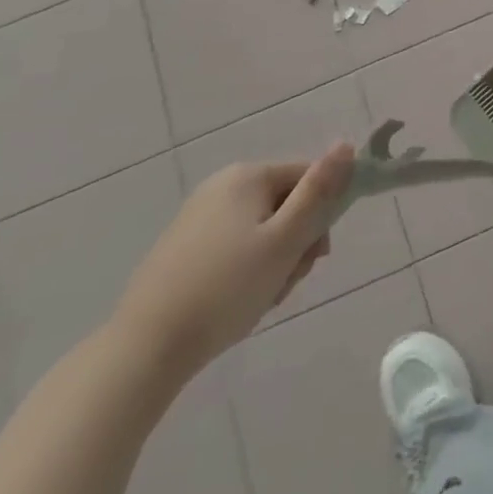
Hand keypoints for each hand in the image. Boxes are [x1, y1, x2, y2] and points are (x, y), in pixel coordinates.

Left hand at [112, 142, 355, 382]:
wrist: (145, 349)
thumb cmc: (227, 289)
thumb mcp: (285, 240)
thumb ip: (320, 191)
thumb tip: (347, 145)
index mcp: (248, 176)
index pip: (310, 178)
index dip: (321, 216)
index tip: (314, 256)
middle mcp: (222, 185)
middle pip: (286, 204)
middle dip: (296, 244)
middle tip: (285, 281)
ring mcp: (198, 216)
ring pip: (262, 231)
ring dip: (274, 262)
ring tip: (261, 298)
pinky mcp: (182, 248)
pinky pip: (234, 248)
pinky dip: (246, 272)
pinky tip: (236, 303)